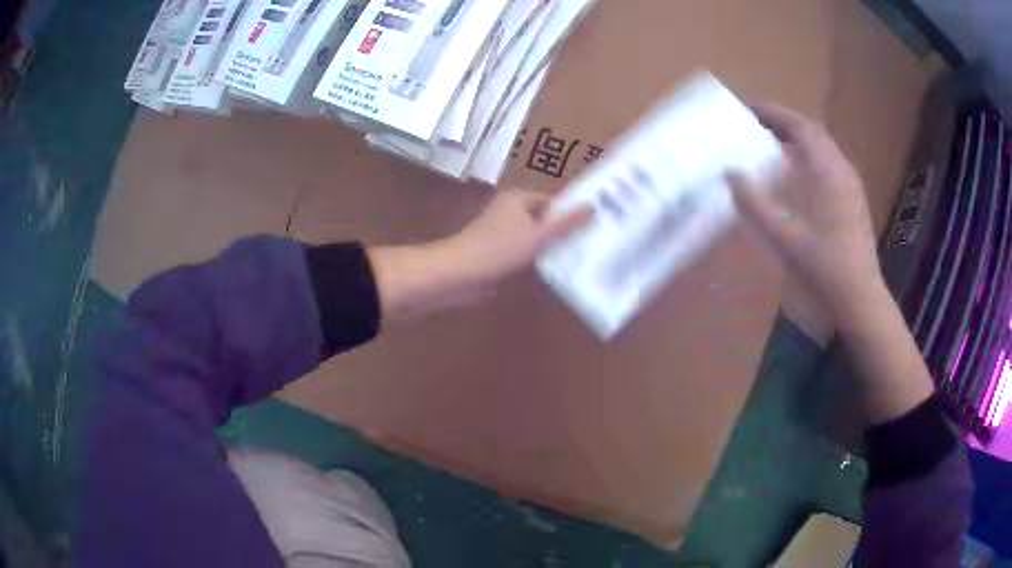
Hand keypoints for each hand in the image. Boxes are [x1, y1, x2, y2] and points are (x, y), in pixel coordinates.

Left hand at [439, 188, 593, 286]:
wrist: (460, 274)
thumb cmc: (500, 248)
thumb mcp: (539, 235)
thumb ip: (566, 223)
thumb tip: (593, 207)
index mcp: (518, 199)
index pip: (552, 201)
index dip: (571, 212)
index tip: (593, 225)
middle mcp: (509, 211)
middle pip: (543, 220)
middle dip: (563, 232)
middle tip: (591, 244)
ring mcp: (502, 234)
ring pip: (534, 239)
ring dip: (550, 249)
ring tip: (579, 259)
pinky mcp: (497, 254)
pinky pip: (523, 254)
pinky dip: (536, 261)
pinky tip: (554, 273)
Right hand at [728, 103, 882, 318]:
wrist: (860, 302)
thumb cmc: (825, 270)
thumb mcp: (785, 238)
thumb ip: (756, 204)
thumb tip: (730, 173)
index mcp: (828, 172)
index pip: (800, 126)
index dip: (774, 113)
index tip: (747, 109)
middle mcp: (842, 171)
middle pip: (813, 133)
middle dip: (784, 123)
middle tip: (756, 125)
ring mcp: (851, 187)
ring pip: (822, 149)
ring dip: (797, 140)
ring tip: (772, 146)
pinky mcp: (852, 203)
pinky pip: (828, 166)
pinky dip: (808, 159)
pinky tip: (796, 177)